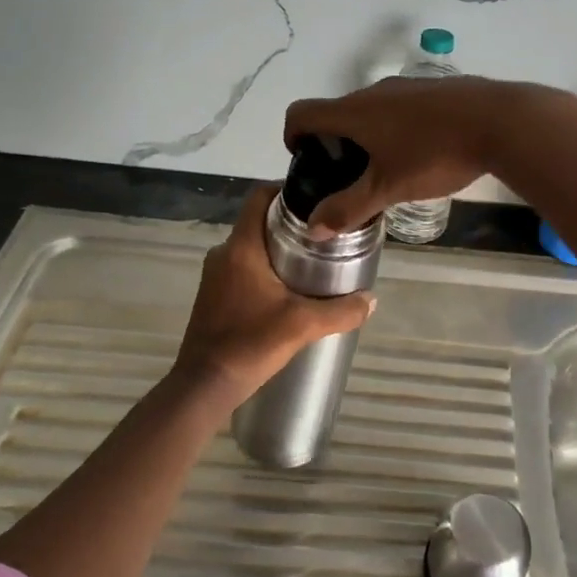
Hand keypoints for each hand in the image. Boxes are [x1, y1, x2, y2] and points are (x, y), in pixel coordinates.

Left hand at [174, 185, 375, 401]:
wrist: (204, 386)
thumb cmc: (250, 343)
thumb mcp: (303, 325)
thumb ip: (342, 311)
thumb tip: (372, 300)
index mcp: (241, 247)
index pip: (259, 197)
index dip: (285, 190)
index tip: (316, 199)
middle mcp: (224, 254)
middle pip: (259, 222)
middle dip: (290, 224)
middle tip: (325, 234)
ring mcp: (215, 276)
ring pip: (252, 248)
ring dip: (279, 249)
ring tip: (313, 262)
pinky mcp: (214, 296)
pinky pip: (243, 269)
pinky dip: (266, 270)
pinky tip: (289, 291)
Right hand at [283, 76, 576, 234]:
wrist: (501, 120)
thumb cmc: (435, 154)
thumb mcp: (389, 188)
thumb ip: (349, 208)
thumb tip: (313, 228)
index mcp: (354, 112)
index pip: (301, 112)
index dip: (293, 136)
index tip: (307, 162)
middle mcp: (374, 92)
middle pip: (337, 112)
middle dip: (334, 144)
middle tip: (350, 179)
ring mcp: (407, 86)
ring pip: (372, 110)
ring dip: (367, 137)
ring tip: (388, 171)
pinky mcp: (435, 89)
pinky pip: (401, 107)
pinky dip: (396, 128)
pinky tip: (423, 154)